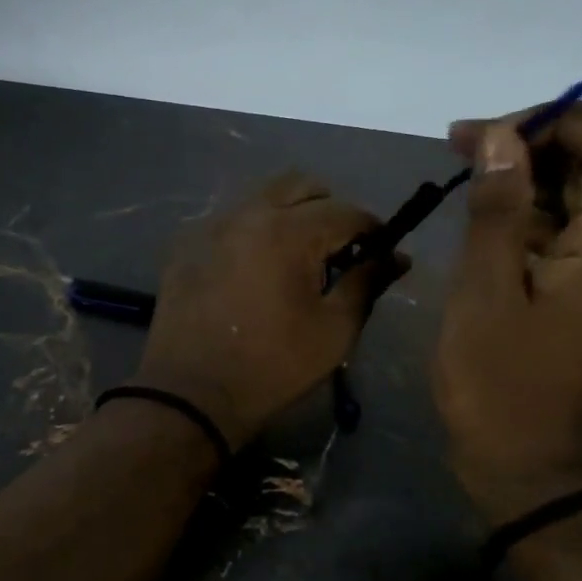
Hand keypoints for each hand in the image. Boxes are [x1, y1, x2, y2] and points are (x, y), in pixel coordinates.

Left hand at [132, 172, 401, 449]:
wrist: (191, 394)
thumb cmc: (273, 366)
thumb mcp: (334, 330)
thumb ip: (366, 283)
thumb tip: (396, 256)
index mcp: (288, 232)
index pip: (345, 211)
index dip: (371, 229)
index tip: (380, 251)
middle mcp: (248, 214)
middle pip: (301, 186)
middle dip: (328, 210)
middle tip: (336, 250)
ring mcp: (211, 226)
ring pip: (262, 198)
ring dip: (288, 215)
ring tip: (294, 259)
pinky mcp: (185, 245)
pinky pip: (229, 221)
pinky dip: (252, 233)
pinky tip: (253, 270)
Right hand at [432, 102, 581, 522]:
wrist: (530, 473)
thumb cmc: (499, 391)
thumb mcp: (483, 297)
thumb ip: (496, 213)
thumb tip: (500, 137)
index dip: (562, 119)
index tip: (493, 134)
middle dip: (540, 140)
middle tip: (467, 147)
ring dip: (532, 175)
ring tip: (467, 176)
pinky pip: (572, 232)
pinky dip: (531, 213)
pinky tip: (484, 223)